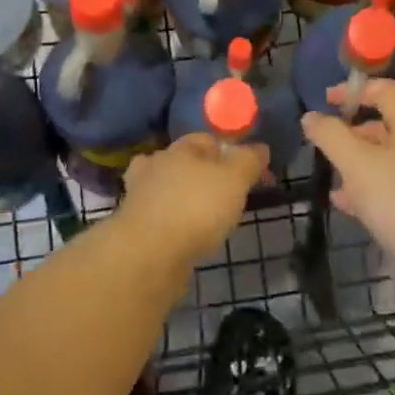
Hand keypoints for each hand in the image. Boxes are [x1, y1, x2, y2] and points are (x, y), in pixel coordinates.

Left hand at [120, 132, 268, 262]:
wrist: (148, 255)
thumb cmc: (196, 208)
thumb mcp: (235, 179)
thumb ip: (249, 160)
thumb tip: (260, 148)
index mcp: (179, 148)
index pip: (207, 139)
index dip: (230, 151)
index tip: (248, 172)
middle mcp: (155, 165)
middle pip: (185, 162)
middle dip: (205, 174)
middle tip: (228, 195)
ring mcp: (139, 196)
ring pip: (169, 189)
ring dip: (185, 198)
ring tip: (208, 217)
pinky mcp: (133, 226)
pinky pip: (160, 216)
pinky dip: (174, 221)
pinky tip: (187, 235)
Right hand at [301, 78, 394, 257]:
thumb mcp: (355, 161)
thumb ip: (330, 135)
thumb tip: (310, 116)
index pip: (387, 91)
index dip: (357, 89)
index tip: (327, 99)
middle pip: (384, 125)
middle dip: (352, 129)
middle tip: (325, 139)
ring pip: (382, 159)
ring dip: (355, 161)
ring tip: (329, 170)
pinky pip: (385, 188)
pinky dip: (362, 189)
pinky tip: (341, 202)